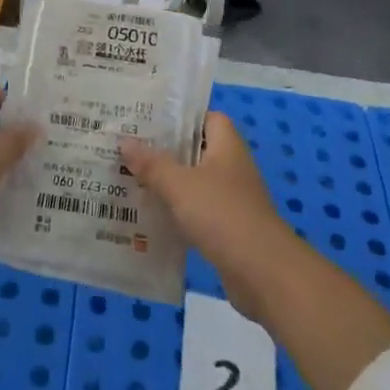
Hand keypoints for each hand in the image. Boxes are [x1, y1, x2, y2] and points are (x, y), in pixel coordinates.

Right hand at [123, 113, 389, 389]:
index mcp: (227, 147)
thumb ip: (152, 164)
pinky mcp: (227, 229)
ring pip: (194, 183)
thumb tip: (126, 142)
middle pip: (197, 151)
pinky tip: (149, 216)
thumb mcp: (180, 185)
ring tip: (130, 178)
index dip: (182, 116)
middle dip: (165, 150)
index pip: (208, 118)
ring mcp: (231, 200)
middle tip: (129, 148)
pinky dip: (176, 212)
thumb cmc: (222, 215)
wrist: (263, 273)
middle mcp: (231, 168)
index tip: (149, 118)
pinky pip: (196, 211)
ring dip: (168, 183)